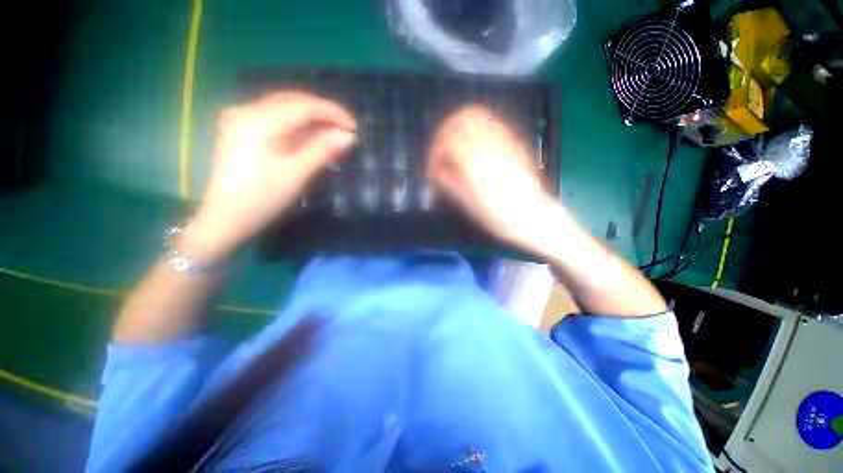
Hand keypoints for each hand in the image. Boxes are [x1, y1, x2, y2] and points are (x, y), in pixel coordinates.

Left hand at [185, 92, 356, 262]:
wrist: (227, 218)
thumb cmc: (263, 199)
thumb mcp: (297, 174)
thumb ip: (323, 150)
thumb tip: (349, 136)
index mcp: (258, 121)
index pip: (303, 105)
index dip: (332, 112)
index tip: (354, 126)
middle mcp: (246, 110)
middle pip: (293, 101)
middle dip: (324, 114)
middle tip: (347, 130)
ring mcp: (242, 118)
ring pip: (286, 108)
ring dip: (312, 119)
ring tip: (334, 134)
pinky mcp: (242, 129)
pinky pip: (277, 119)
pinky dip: (298, 126)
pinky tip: (312, 136)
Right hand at [427, 105, 557, 248]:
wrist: (530, 215)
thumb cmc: (496, 214)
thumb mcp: (465, 201)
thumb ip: (447, 180)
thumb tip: (435, 171)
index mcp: (473, 160)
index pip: (445, 141)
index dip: (434, 153)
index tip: (433, 168)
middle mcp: (488, 142)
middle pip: (462, 117)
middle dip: (446, 130)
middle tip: (442, 149)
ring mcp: (503, 139)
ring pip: (478, 115)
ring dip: (461, 125)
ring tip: (456, 145)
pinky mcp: (513, 142)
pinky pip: (492, 123)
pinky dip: (477, 128)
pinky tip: (475, 146)